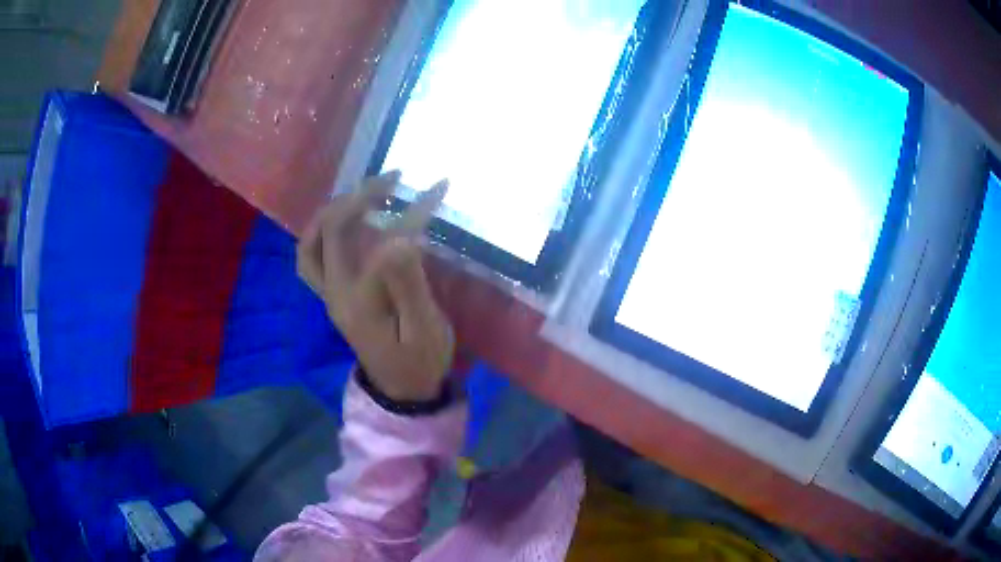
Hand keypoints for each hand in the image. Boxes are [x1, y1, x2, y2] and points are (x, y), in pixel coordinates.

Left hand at [297, 172, 453, 401]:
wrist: (402, 389)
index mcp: (361, 301)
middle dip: (362, 196)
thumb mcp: (425, 330)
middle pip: (332, 231)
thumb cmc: (420, 361)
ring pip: (311, 242)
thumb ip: (410, 286)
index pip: (382, 243)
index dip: (411, 212)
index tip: (438, 188)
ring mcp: (329, 294)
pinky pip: (311, 256)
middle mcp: (336, 293)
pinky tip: (345, 219)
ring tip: (364, 192)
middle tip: (395, 179)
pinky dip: (323, 230)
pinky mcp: (332, 295)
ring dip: (334, 209)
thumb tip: (402, 238)